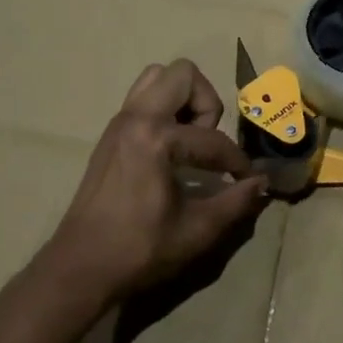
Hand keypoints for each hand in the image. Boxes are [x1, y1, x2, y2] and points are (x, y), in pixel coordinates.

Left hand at [38, 59, 267, 308]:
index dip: (236, 162)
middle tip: (208, 142)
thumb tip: (263, 182)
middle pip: (183, 75)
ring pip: (157, 78)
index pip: (212, 139)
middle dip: (206, 103)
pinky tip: (171, 152)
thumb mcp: (197, 230)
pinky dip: (164, 111)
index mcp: (155, 139)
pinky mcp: (111, 133)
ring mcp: (119, 122)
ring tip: (190, 140)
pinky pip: (143, 99)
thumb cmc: (139, 250)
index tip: (246, 181)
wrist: (80, 267)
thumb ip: (236, 202)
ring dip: (183, 100)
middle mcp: (135, 118)